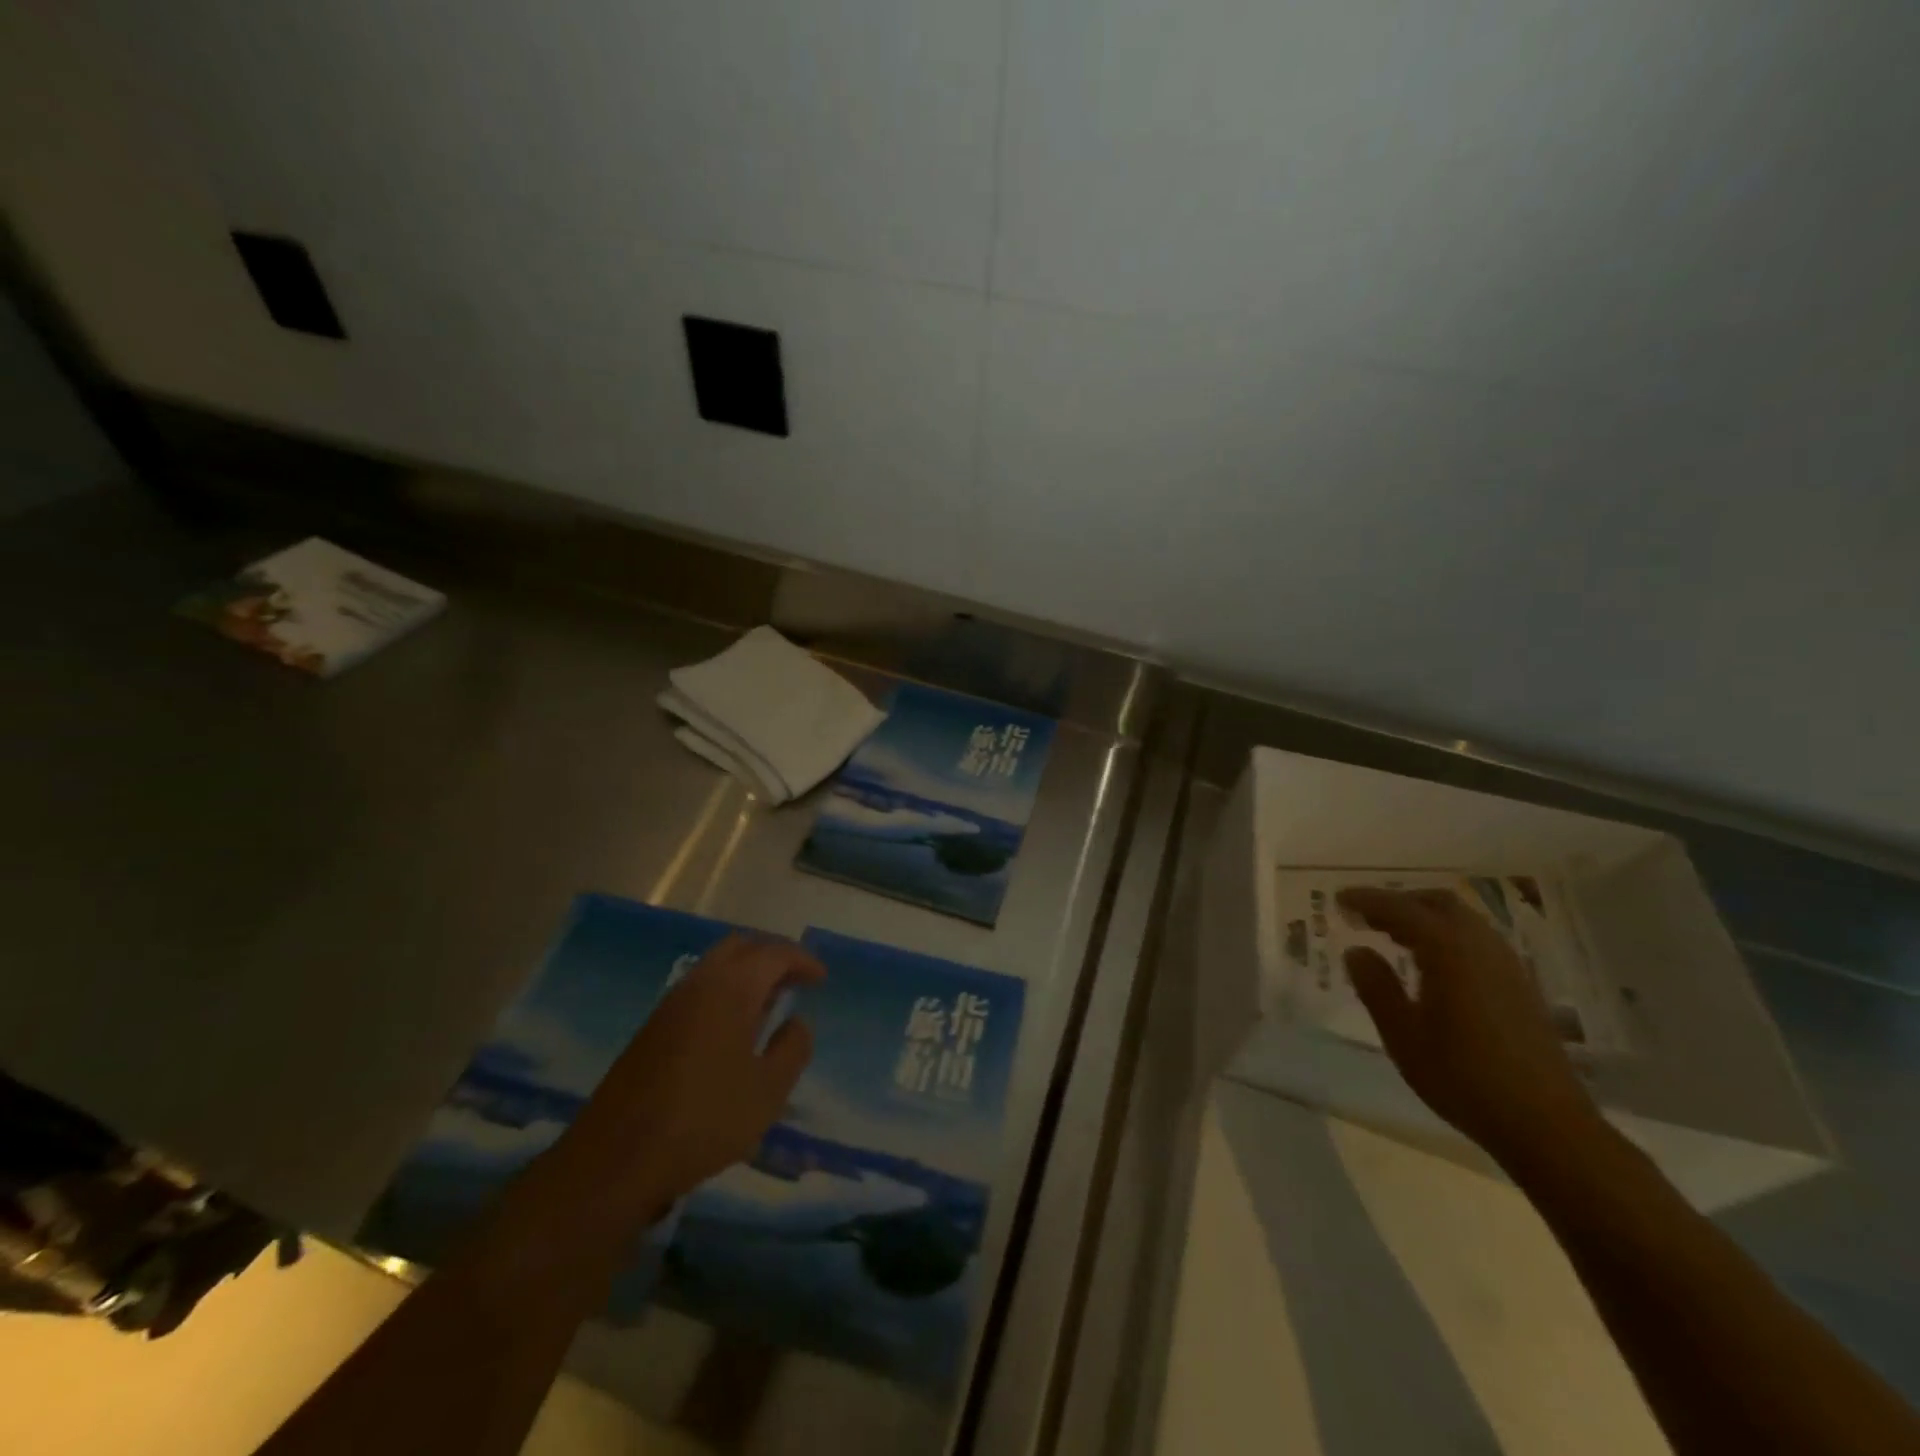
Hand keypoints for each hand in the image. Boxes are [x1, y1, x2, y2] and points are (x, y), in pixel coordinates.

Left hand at [543, 935, 824, 1227]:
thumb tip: (797, 1023)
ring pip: (715, 967)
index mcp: (731, 989)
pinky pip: (698, 990)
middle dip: (772, 956)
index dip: (802, 960)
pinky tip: (733, 1029)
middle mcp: (699, 984)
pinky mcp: (651, 1030)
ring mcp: (670, 1005)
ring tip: (770, 1004)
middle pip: (740, 947)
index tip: (821, 979)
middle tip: (796, 980)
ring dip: (746, 973)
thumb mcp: (767, 1092)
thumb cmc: (704, 1120)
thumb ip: (793, 1049)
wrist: (615, 1160)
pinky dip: (724, 992)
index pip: (773, 954)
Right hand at [1338, 887, 1599, 1166]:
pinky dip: (1447, 936)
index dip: (1367, 900)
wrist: (1546, 1125)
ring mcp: (1507, 966)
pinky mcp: (1521, 987)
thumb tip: (1356, 951)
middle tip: (1366, 916)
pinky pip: (1477, 941)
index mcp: (1449, 950)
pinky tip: (1432, 965)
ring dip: (1425, 918)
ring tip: (1393, 937)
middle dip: (1399, 902)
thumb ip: (1376, 987)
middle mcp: (1481, 946)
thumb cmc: (1463, 1078)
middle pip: (1438, 903)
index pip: (1400, 909)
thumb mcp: (1403, 1035)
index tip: (1338, 899)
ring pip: (1462, 920)